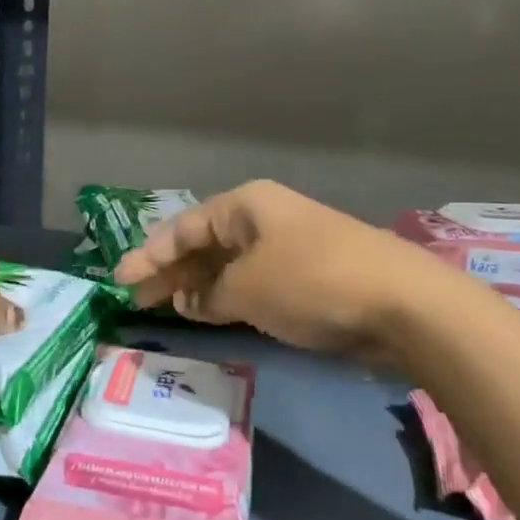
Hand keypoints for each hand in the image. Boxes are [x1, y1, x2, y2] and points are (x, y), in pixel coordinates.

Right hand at [112, 180, 442, 357]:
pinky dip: (227, 297)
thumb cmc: (311, 282)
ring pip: (228, 264)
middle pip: (204, 243)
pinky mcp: (307, 276)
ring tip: (162, 307)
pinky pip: (252, 282)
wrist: (401, 304)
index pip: (183, 227)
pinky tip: (208, 313)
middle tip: (134, 298)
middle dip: (169, 271)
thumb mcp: (246, 289)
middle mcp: (264, 219)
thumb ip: (208, 295)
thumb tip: (189, 301)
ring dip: (197, 285)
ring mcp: (287, 247)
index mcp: (246, 206)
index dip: (148, 255)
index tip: (119, 280)